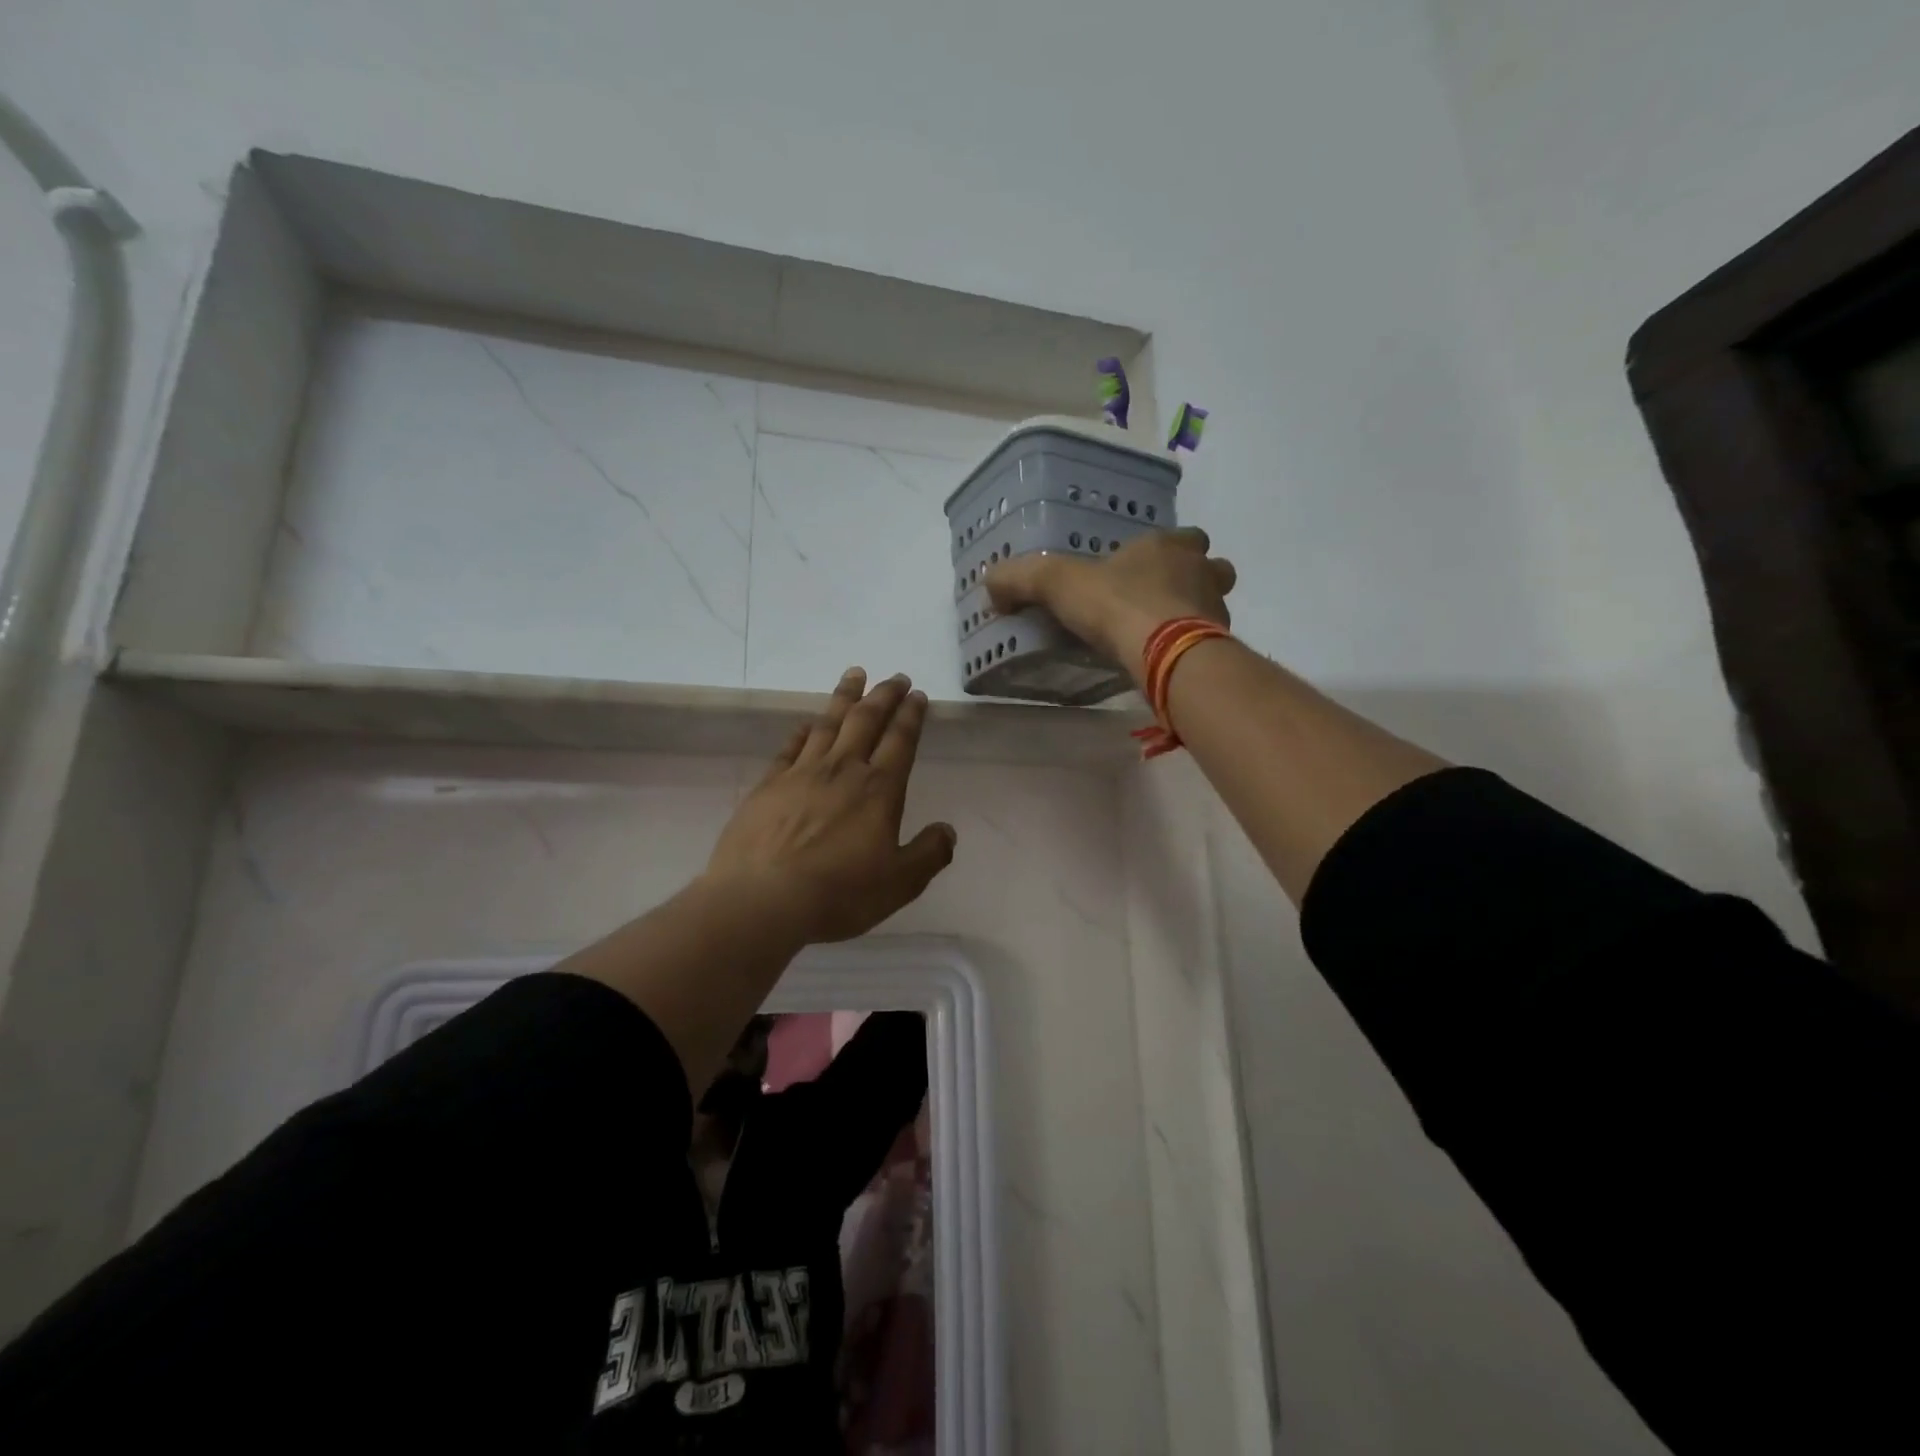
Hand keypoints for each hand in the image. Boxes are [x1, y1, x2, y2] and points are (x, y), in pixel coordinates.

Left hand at [705, 668, 956, 943]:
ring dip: (845, 697)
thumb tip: (948, 830)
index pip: (900, 740)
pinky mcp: (769, 784)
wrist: (763, 898)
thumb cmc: (839, 892)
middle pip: (866, 720)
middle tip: (895, 677)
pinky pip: (790, 747)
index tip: (917, 694)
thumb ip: (929, 854)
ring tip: (855, 674)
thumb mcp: (899, 883)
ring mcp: (802, 773)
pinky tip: (807, 723)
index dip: (911, 715)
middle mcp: (843, 770)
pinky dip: (802, 730)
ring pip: (828, 723)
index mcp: (879, 790)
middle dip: (883, 695)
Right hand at [985, 527, 1236, 685]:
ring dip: (1197, 614)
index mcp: (1168, 547)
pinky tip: (1168, 663)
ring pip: (1215, 604)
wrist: (1166, 653)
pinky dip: (1194, 649)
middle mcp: (1201, 572)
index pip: (1182, 536)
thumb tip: (991, 583)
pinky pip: (1210, 643)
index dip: (1167, 549)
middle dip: (1193, 578)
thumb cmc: (1117, 605)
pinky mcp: (1219, 647)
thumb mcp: (1058, 584)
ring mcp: (1216, 610)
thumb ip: (1022, 578)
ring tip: (1166, 635)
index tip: (1145, 567)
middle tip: (1163, 599)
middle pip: (1211, 567)